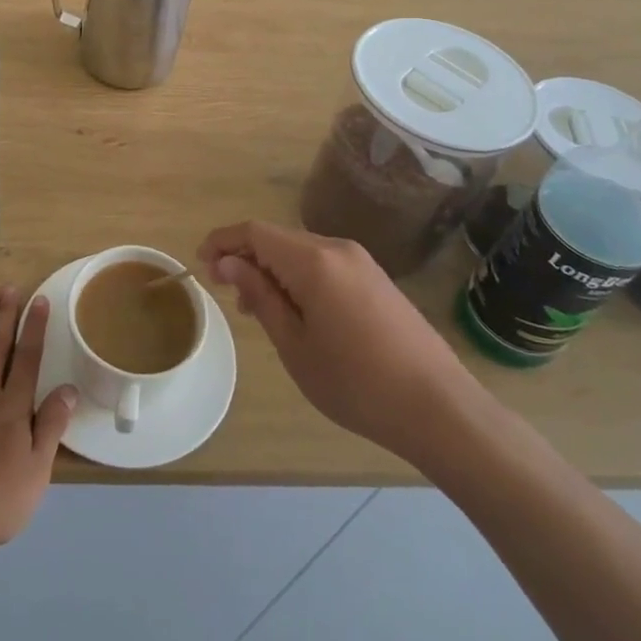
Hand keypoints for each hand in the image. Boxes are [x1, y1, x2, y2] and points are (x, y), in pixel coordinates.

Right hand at [199, 222, 483, 463]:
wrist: (439, 408)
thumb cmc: (356, 383)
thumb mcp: (295, 344)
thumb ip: (259, 296)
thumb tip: (228, 263)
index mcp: (314, 261)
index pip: (254, 232)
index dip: (223, 242)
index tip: (201, 265)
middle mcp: (337, 249)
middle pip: (278, 239)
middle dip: (246, 258)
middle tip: (226, 294)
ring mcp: (362, 262)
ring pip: (301, 252)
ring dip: (272, 270)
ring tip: (256, 309)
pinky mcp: (376, 279)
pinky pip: (324, 265)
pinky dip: (298, 278)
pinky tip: (296, 312)